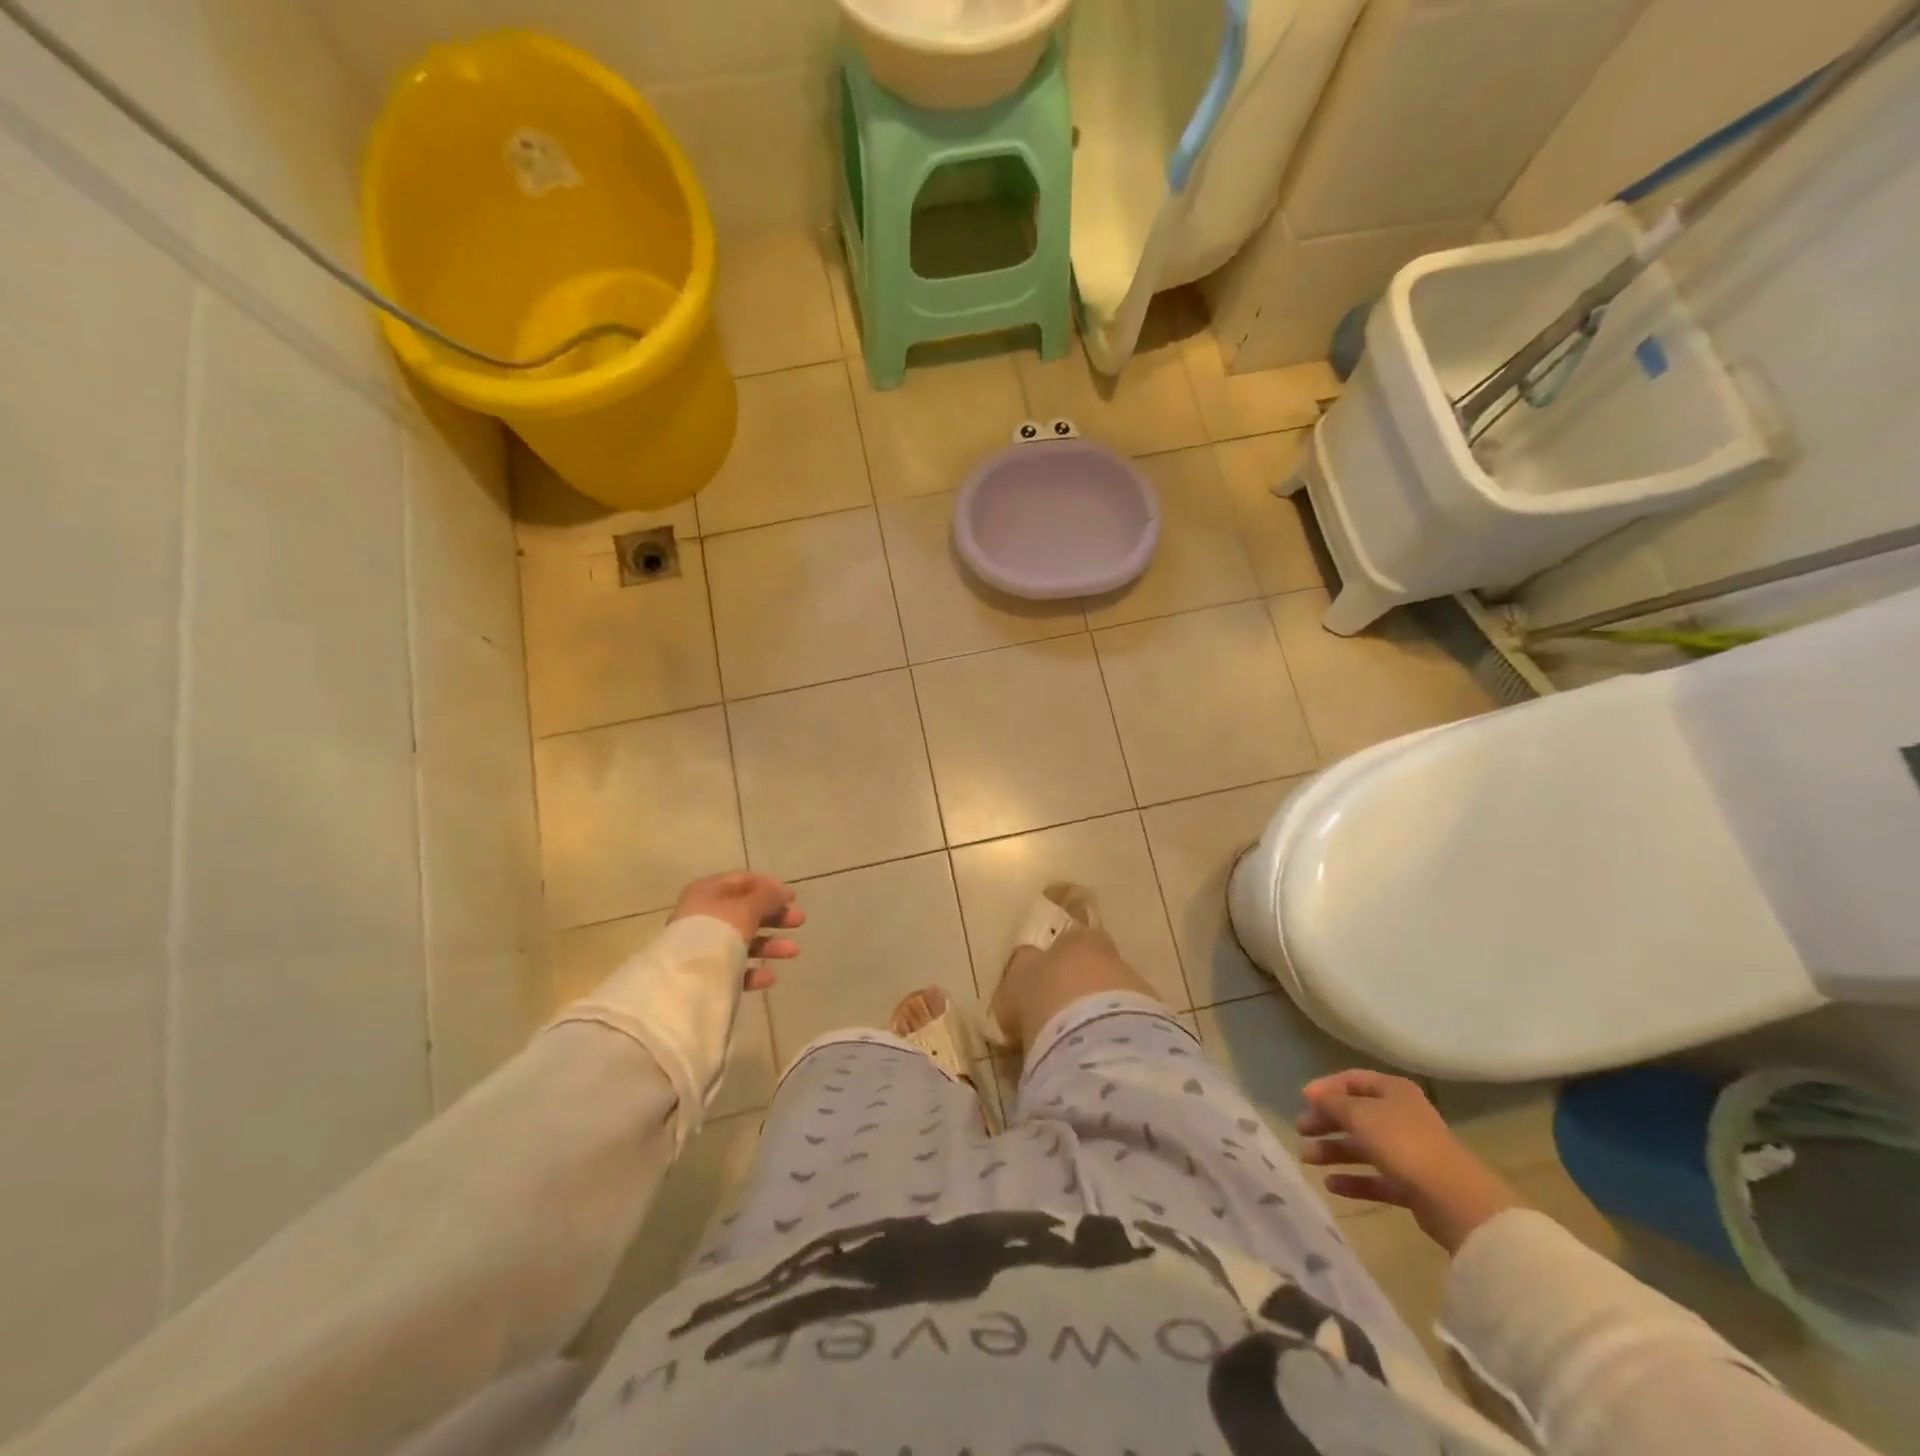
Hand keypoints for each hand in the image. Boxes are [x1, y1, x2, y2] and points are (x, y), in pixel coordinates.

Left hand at [668, 872, 803, 990]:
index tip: (792, 897)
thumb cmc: (718, 931)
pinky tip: (770, 977)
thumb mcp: (747, 908)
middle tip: (800, 921)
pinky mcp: (706, 973)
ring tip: (794, 951)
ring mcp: (704, 945)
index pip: (742, 881)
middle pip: (745, 911)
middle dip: (775, 916)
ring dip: (770, 944)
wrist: (686, 979)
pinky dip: (754, 969)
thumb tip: (782, 892)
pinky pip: (734, 967)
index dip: (769, 886)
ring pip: (742, 940)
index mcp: (708, 891)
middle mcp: (704, 915)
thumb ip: (767, 897)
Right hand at [1297, 1070, 1522, 1253]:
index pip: (1353, 1080)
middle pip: (1356, 1114)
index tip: (1303, 1100)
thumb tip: (1313, 1094)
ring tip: (1307, 1159)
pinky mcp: (1413, 1185)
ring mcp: (1409, 1152)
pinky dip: (1354, 1180)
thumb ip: (1332, 1103)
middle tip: (1301, 1130)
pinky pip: (1377, 1178)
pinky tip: (1331, 1185)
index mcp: (1394, 1091)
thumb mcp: (1360, 1115)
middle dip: (1326, 1121)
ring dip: (1334, 1151)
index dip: (1326, 1087)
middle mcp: (1402, 1117)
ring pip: (1364, 1147)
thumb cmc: (1403, 1143)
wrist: (1455, 1200)